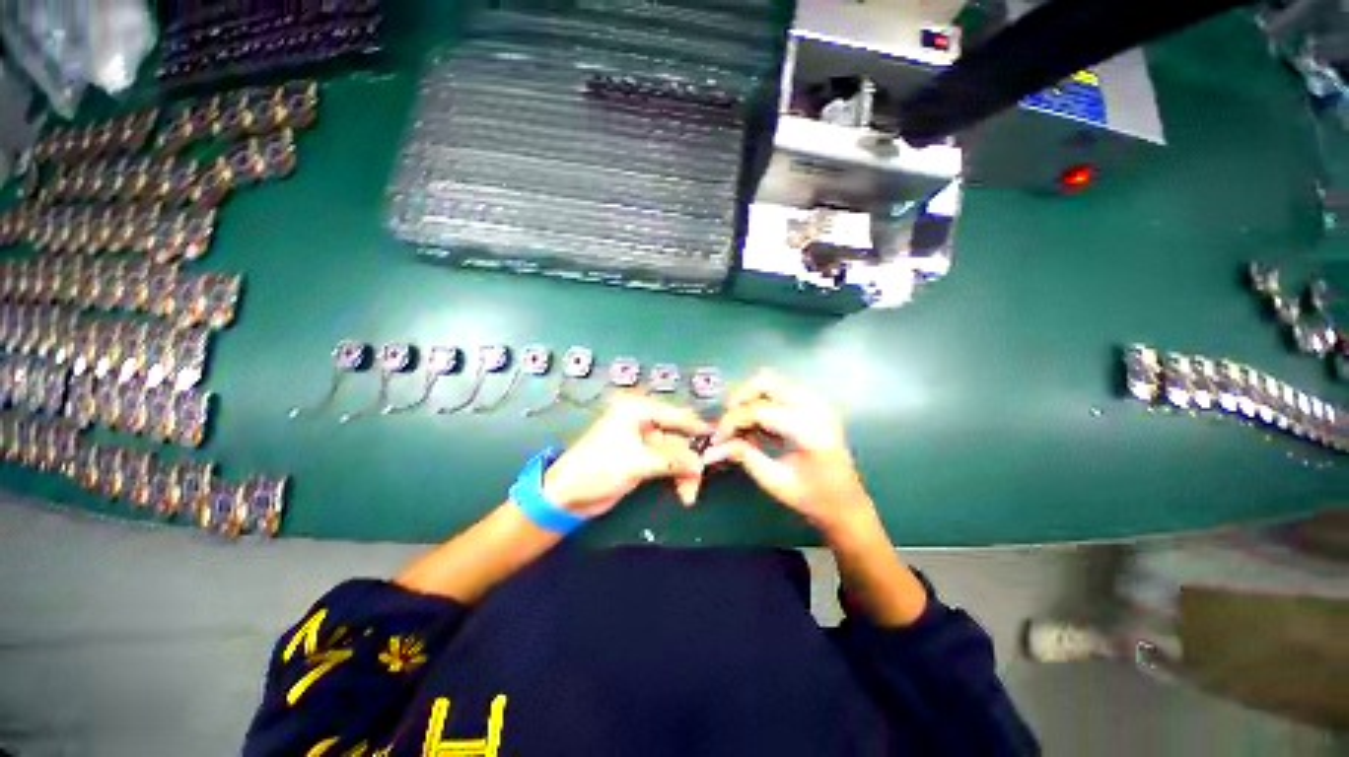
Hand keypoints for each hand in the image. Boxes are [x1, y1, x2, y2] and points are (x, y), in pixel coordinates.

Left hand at [542, 393, 710, 517]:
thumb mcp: (636, 462)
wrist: (567, 496)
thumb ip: (672, 460)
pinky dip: (678, 477)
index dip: (698, 428)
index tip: (721, 440)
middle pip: (679, 435)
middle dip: (692, 458)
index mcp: (637, 409)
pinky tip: (684, 492)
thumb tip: (702, 463)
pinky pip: (669, 464)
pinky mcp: (644, 459)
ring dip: (685, 472)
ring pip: (676, 453)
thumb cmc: (597, 469)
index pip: (676, 414)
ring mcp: (644, 441)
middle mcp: (643, 420)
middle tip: (703, 478)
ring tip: (689, 495)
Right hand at [703, 371, 873, 532]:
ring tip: (744, 425)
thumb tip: (712, 447)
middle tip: (728, 424)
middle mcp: (816, 408)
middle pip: (766, 382)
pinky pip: (780, 390)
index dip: (732, 421)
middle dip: (740, 399)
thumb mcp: (774, 481)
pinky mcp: (815, 403)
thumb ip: (744, 456)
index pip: (760, 410)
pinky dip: (763, 401)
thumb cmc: (812, 498)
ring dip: (751, 398)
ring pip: (772, 381)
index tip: (717, 439)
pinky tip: (761, 427)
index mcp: (810, 431)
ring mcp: (818, 403)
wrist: (846, 502)